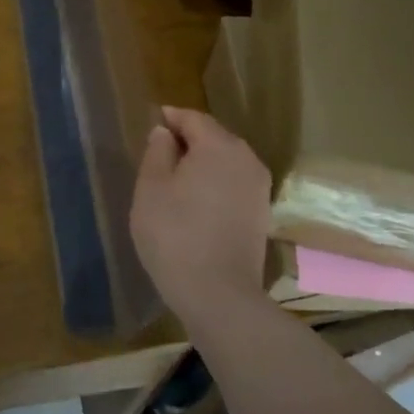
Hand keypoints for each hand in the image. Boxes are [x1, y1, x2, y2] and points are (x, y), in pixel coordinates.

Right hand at [129, 106, 271, 330]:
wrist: (219, 295)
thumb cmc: (174, 233)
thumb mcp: (151, 187)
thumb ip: (157, 151)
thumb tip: (165, 132)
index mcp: (219, 145)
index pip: (193, 119)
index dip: (170, 118)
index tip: (152, 124)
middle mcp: (246, 159)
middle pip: (213, 137)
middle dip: (187, 140)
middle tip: (159, 153)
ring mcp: (259, 188)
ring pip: (226, 162)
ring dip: (202, 164)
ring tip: (175, 179)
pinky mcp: (262, 214)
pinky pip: (234, 184)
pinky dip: (215, 184)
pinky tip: (196, 202)